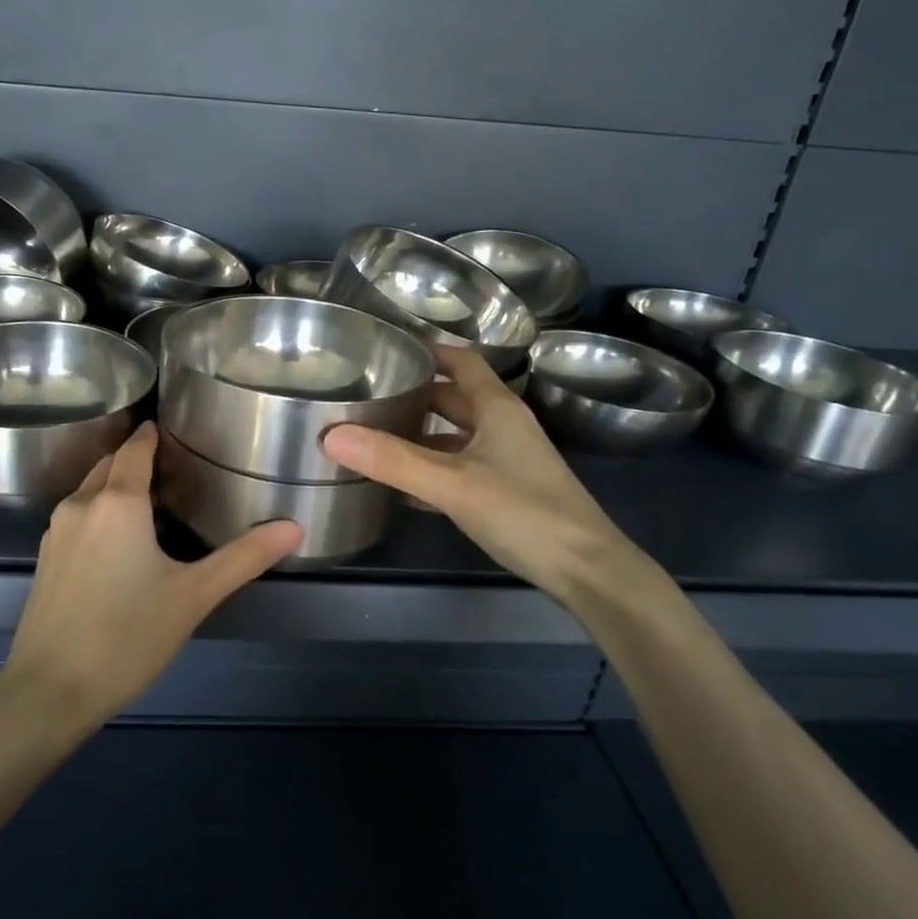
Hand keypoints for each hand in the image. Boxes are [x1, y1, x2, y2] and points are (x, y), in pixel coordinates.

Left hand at [0, 421, 301, 728]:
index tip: (173, 428)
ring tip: (150, 497)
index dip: (152, 434)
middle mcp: (81, 504)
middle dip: (136, 457)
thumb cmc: (127, 636)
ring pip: (89, 489)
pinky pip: (77, 515)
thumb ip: (244, 558)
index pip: (136, 448)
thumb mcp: (193, 596)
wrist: (49, 690)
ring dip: (115, 484)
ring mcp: (56, 531)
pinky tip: (118, 538)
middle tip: (173, 464)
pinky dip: (98, 510)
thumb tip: (294, 527)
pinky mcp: (45, 558)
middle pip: (110, 464)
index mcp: (118, 502)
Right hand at [321, 347, 674, 617]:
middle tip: (367, 394)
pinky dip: (430, 468)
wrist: (587, 572)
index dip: (427, 350)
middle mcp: (503, 426)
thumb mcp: (452, 483)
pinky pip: (458, 468)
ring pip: (455, 435)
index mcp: (497, 408)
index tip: (385, 347)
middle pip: (453, 397)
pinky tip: (400, 484)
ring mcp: (506, 460)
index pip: (461, 361)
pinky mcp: (505, 492)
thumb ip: (392, 460)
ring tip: (373, 436)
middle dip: (414, 393)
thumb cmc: (524, 513)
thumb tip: (330, 435)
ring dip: (420, 433)